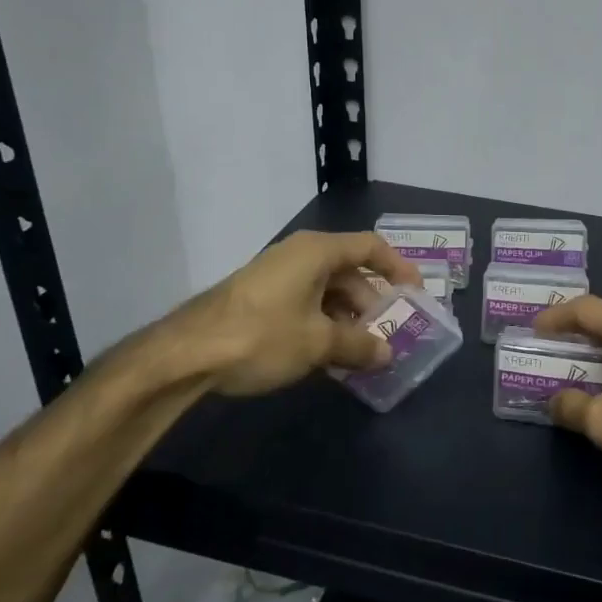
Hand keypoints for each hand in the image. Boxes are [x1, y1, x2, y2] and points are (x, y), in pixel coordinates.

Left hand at [123, 231, 419, 398]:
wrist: (186, 354)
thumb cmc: (262, 336)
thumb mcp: (318, 343)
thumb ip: (358, 345)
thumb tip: (387, 354)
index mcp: (317, 251)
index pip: (371, 247)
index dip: (398, 268)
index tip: (416, 294)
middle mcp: (299, 254)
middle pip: (350, 271)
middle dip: (372, 303)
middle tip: (390, 333)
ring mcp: (277, 275)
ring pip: (327, 290)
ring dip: (348, 318)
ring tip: (362, 352)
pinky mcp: (260, 297)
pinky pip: (305, 302)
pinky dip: (323, 323)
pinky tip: (328, 355)